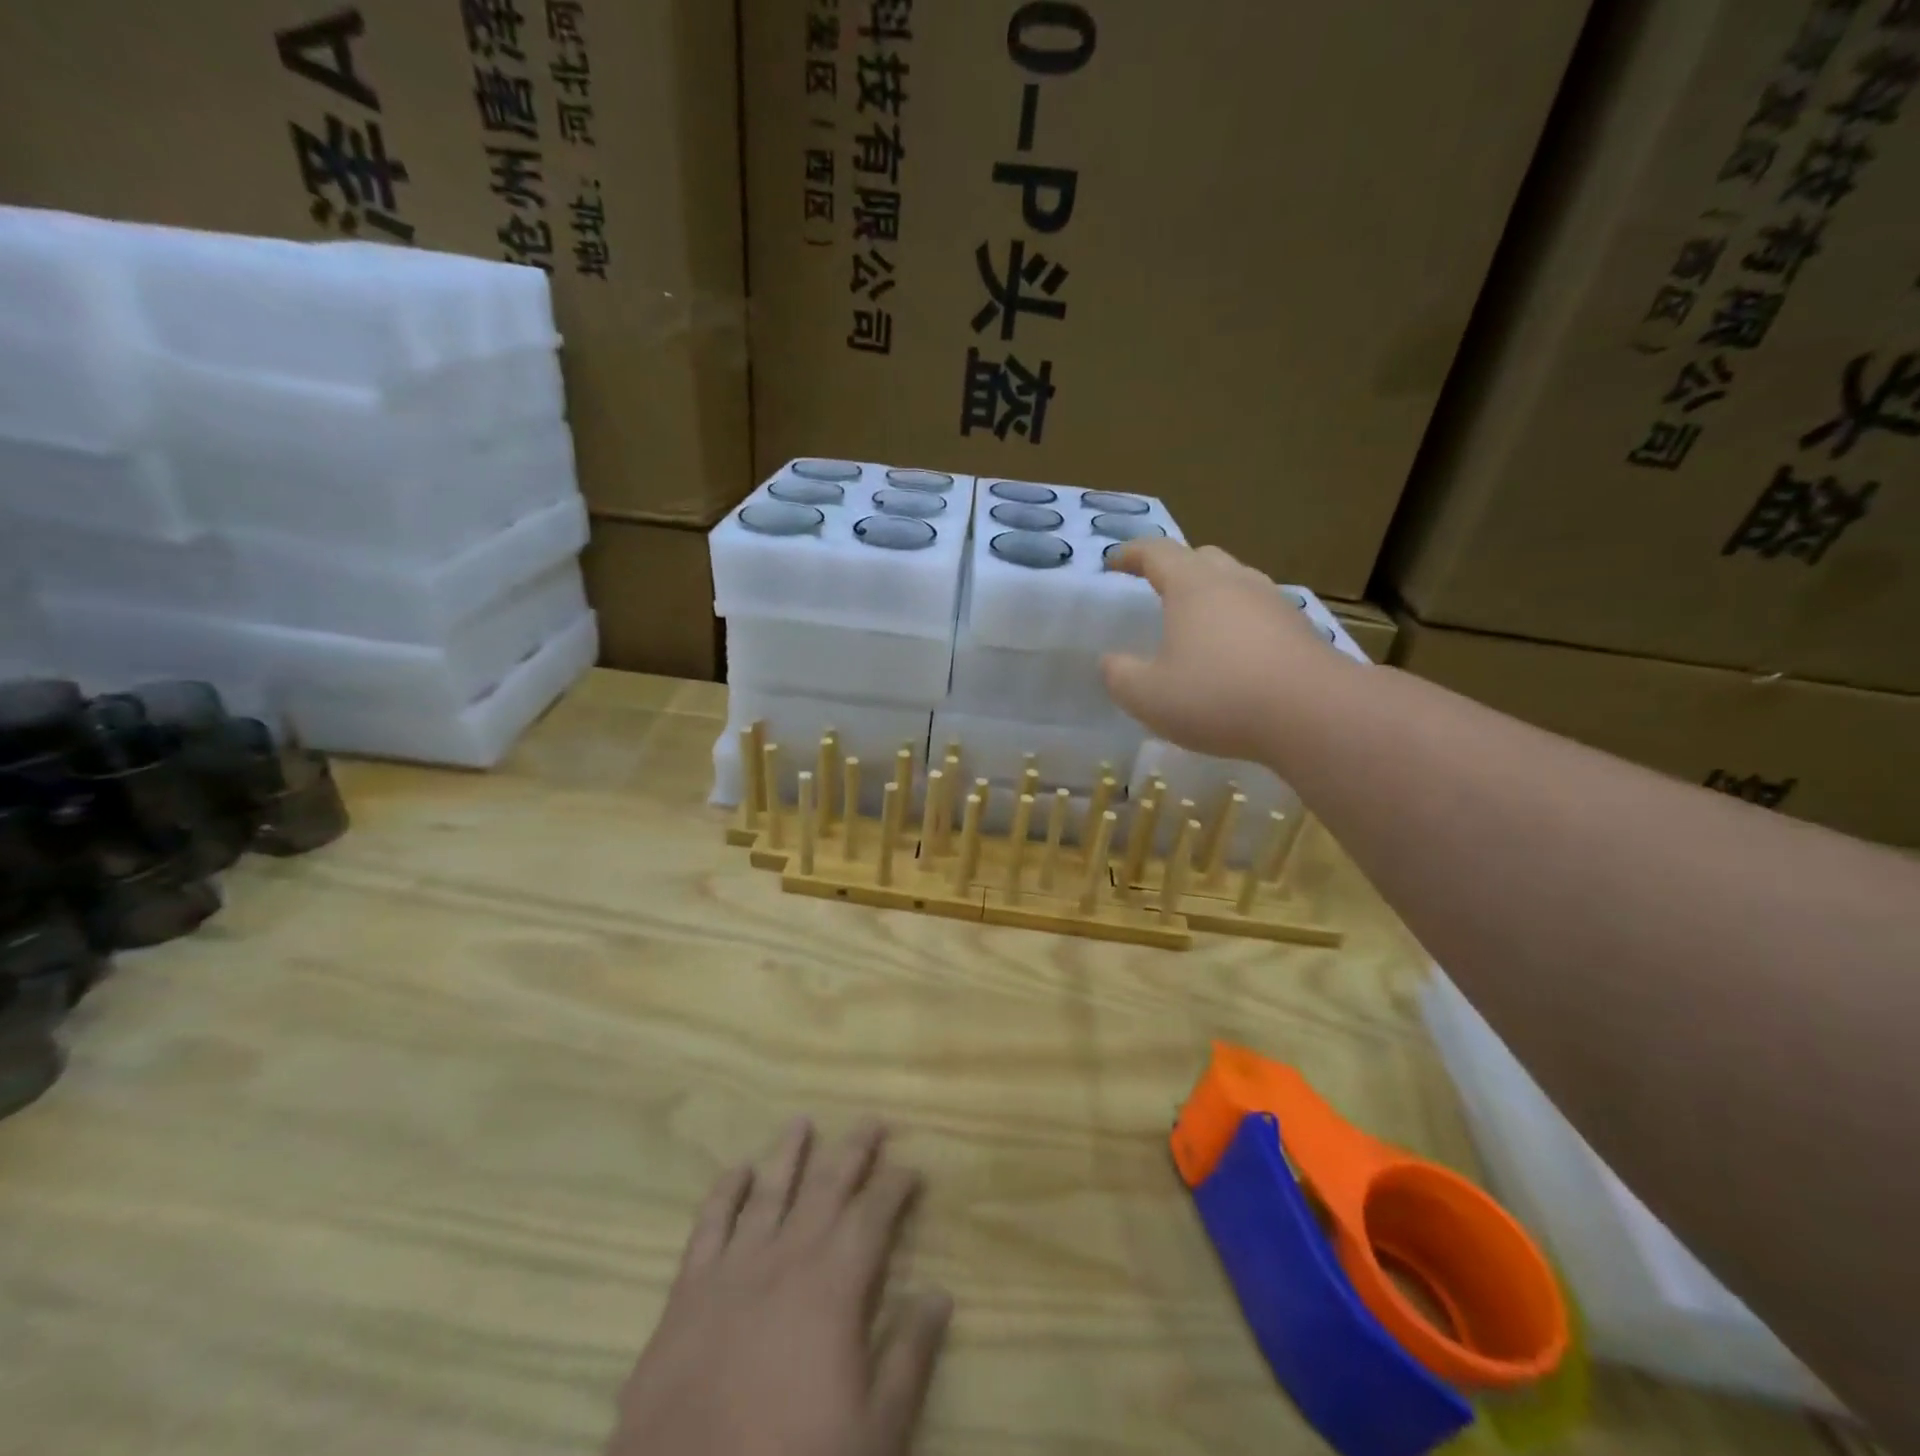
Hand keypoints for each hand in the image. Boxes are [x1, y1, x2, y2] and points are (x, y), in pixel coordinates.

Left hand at [609, 1118, 950, 1455]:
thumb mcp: (874, 1434)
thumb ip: (909, 1357)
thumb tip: (939, 1293)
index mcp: (834, 1286)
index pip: (874, 1215)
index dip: (896, 1186)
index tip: (912, 1167)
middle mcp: (787, 1259)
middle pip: (826, 1186)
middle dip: (853, 1150)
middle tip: (871, 1121)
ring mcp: (733, 1270)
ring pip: (769, 1191)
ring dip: (789, 1153)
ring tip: (803, 1121)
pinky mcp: (687, 1293)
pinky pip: (709, 1225)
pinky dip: (725, 1192)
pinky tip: (736, 1170)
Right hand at [1102, 539, 1344, 761]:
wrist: (1313, 713)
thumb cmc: (1218, 696)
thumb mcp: (1148, 696)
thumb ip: (1120, 676)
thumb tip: (1111, 662)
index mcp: (1193, 586)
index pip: (1157, 552)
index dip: (1131, 554)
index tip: (1113, 563)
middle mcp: (1235, 582)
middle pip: (1202, 558)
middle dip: (1175, 567)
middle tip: (1157, 588)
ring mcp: (1273, 603)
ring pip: (1236, 583)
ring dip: (1212, 594)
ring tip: (1197, 623)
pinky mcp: (1300, 629)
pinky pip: (1260, 613)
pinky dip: (1239, 622)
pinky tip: (1235, 655)